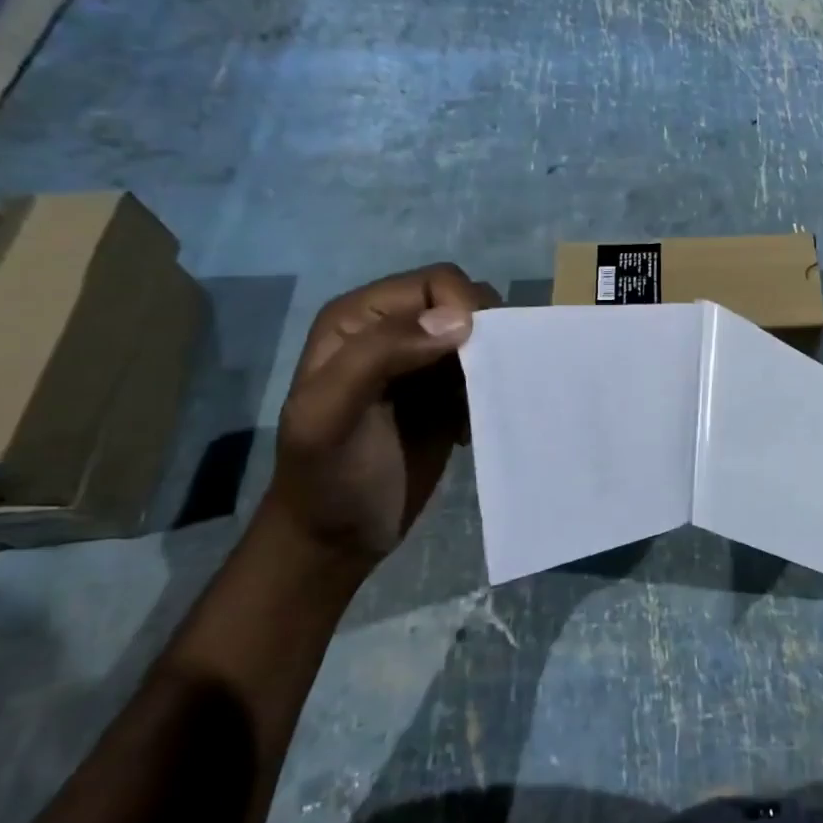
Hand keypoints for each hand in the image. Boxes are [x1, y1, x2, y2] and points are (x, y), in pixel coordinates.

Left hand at [266, 264, 499, 557]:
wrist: (335, 539)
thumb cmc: (327, 476)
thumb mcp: (331, 414)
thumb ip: (380, 356)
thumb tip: (459, 322)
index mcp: (360, 318)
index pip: (435, 282)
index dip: (463, 306)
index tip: (476, 352)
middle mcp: (395, 330)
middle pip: (465, 301)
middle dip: (485, 331)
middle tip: (484, 377)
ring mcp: (425, 363)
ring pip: (482, 333)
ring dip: (494, 359)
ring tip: (483, 400)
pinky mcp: (449, 394)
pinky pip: (488, 369)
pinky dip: (495, 386)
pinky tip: (476, 421)